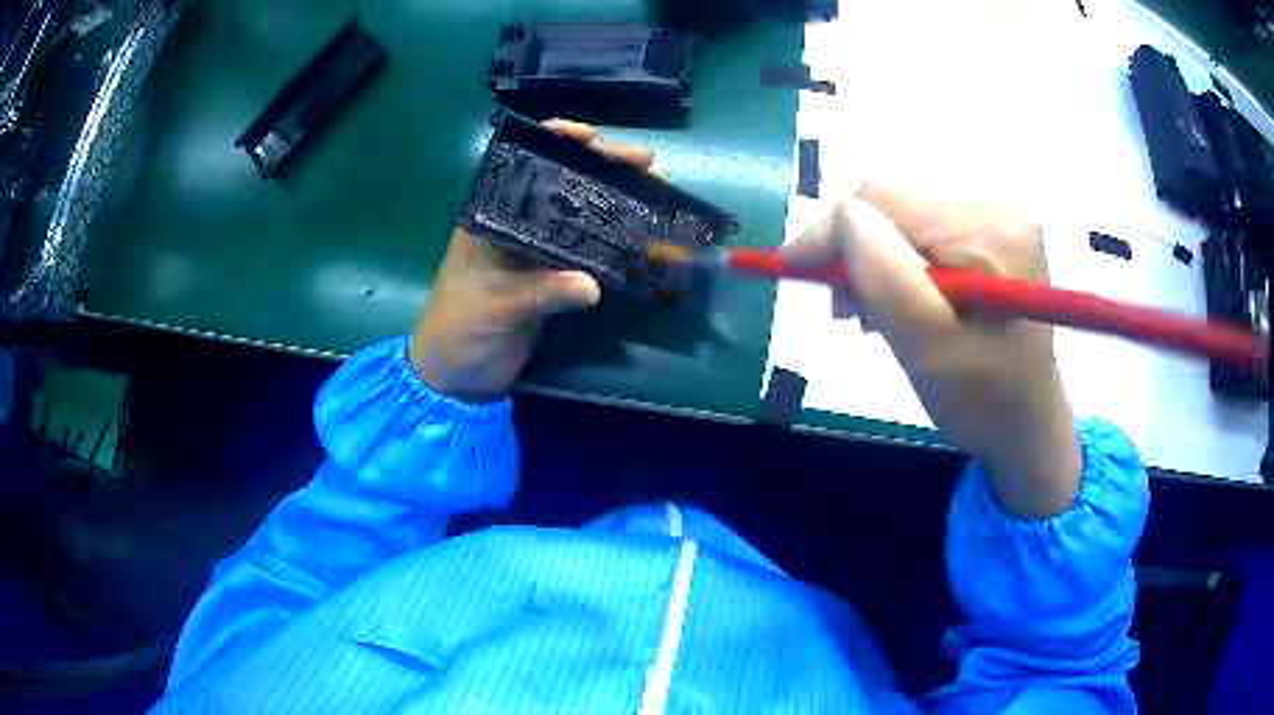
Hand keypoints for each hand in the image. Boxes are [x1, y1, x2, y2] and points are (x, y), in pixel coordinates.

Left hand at [409, 120, 654, 402]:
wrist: (457, 376)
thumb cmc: (458, 330)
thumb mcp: (493, 306)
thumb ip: (539, 292)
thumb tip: (592, 284)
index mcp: (489, 216)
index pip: (523, 164)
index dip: (556, 142)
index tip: (591, 137)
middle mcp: (514, 224)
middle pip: (560, 184)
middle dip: (602, 168)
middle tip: (646, 163)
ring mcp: (535, 251)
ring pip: (579, 214)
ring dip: (614, 202)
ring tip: (654, 190)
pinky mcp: (551, 278)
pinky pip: (586, 252)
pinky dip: (613, 244)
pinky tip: (641, 236)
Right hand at [785, 184, 1080, 517]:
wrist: (1027, 422)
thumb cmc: (982, 400)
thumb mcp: (929, 349)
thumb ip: (886, 277)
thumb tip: (841, 218)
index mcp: (990, 229)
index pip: (885, 201)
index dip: (833, 234)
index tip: (794, 274)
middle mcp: (997, 203)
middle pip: (893, 203)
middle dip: (857, 252)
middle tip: (846, 312)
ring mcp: (995, 212)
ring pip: (901, 214)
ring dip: (874, 259)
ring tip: (872, 313)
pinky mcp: (989, 227)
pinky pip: (921, 226)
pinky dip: (897, 260)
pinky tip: (901, 298)